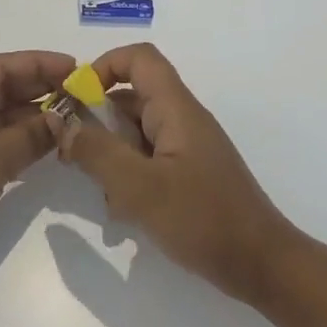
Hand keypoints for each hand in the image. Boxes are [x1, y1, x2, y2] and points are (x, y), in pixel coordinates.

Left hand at [0, 49, 76, 282]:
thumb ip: (29, 136)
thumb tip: (65, 118)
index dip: (38, 65)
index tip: (76, 67)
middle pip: (0, 90)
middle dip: (40, 92)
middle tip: (83, 95)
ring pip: (0, 119)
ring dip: (33, 120)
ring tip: (76, 119)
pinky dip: (21, 144)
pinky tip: (52, 145)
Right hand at [47, 43, 295, 303]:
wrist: (263, 267)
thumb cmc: (204, 220)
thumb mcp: (140, 187)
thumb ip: (97, 152)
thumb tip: (63, 123)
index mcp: (176, 110)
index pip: (139, 59)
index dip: (102, 67)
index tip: (75, 100)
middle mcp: (181, 121)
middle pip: (130, 98)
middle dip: (96, 121)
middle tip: (70, 154)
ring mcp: (186, 149)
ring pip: (134, 133)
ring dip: (109, 154)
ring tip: (100, 191)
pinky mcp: (187, 175)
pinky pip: (146, 160)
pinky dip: (127, 176)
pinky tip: (121, 212)